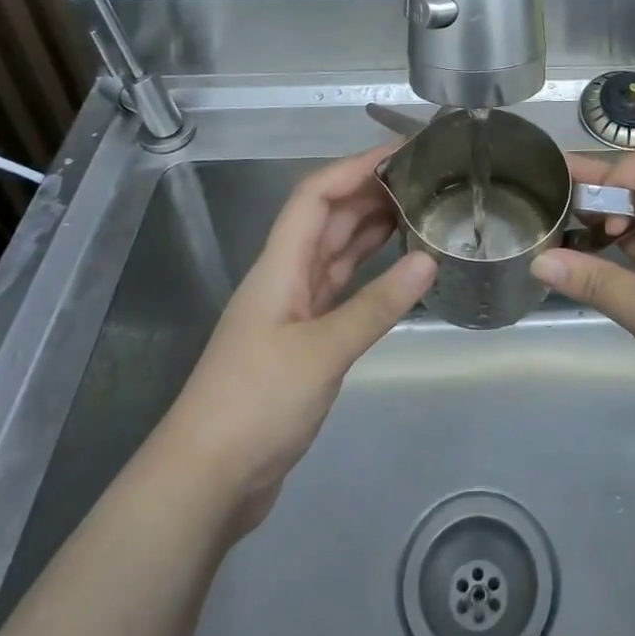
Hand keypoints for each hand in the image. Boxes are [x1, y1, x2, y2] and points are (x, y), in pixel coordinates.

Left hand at [163, 145, 436, 536]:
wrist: (205, 482)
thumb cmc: (255, 404)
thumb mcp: (322, 352)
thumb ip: (378, 306)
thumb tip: (429, 260)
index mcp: (279, 266)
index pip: (315, 195)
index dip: (355, 167)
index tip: (401, 153)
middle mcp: (285, 277)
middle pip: (327, 217)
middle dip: (370, 191)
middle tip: (424, 180)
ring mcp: (294, 309)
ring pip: (335, 251)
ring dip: (371, 227)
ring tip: (419, 209)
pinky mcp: (304, 340)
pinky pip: (341, 287)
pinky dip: (368, 270)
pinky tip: (398, 265)